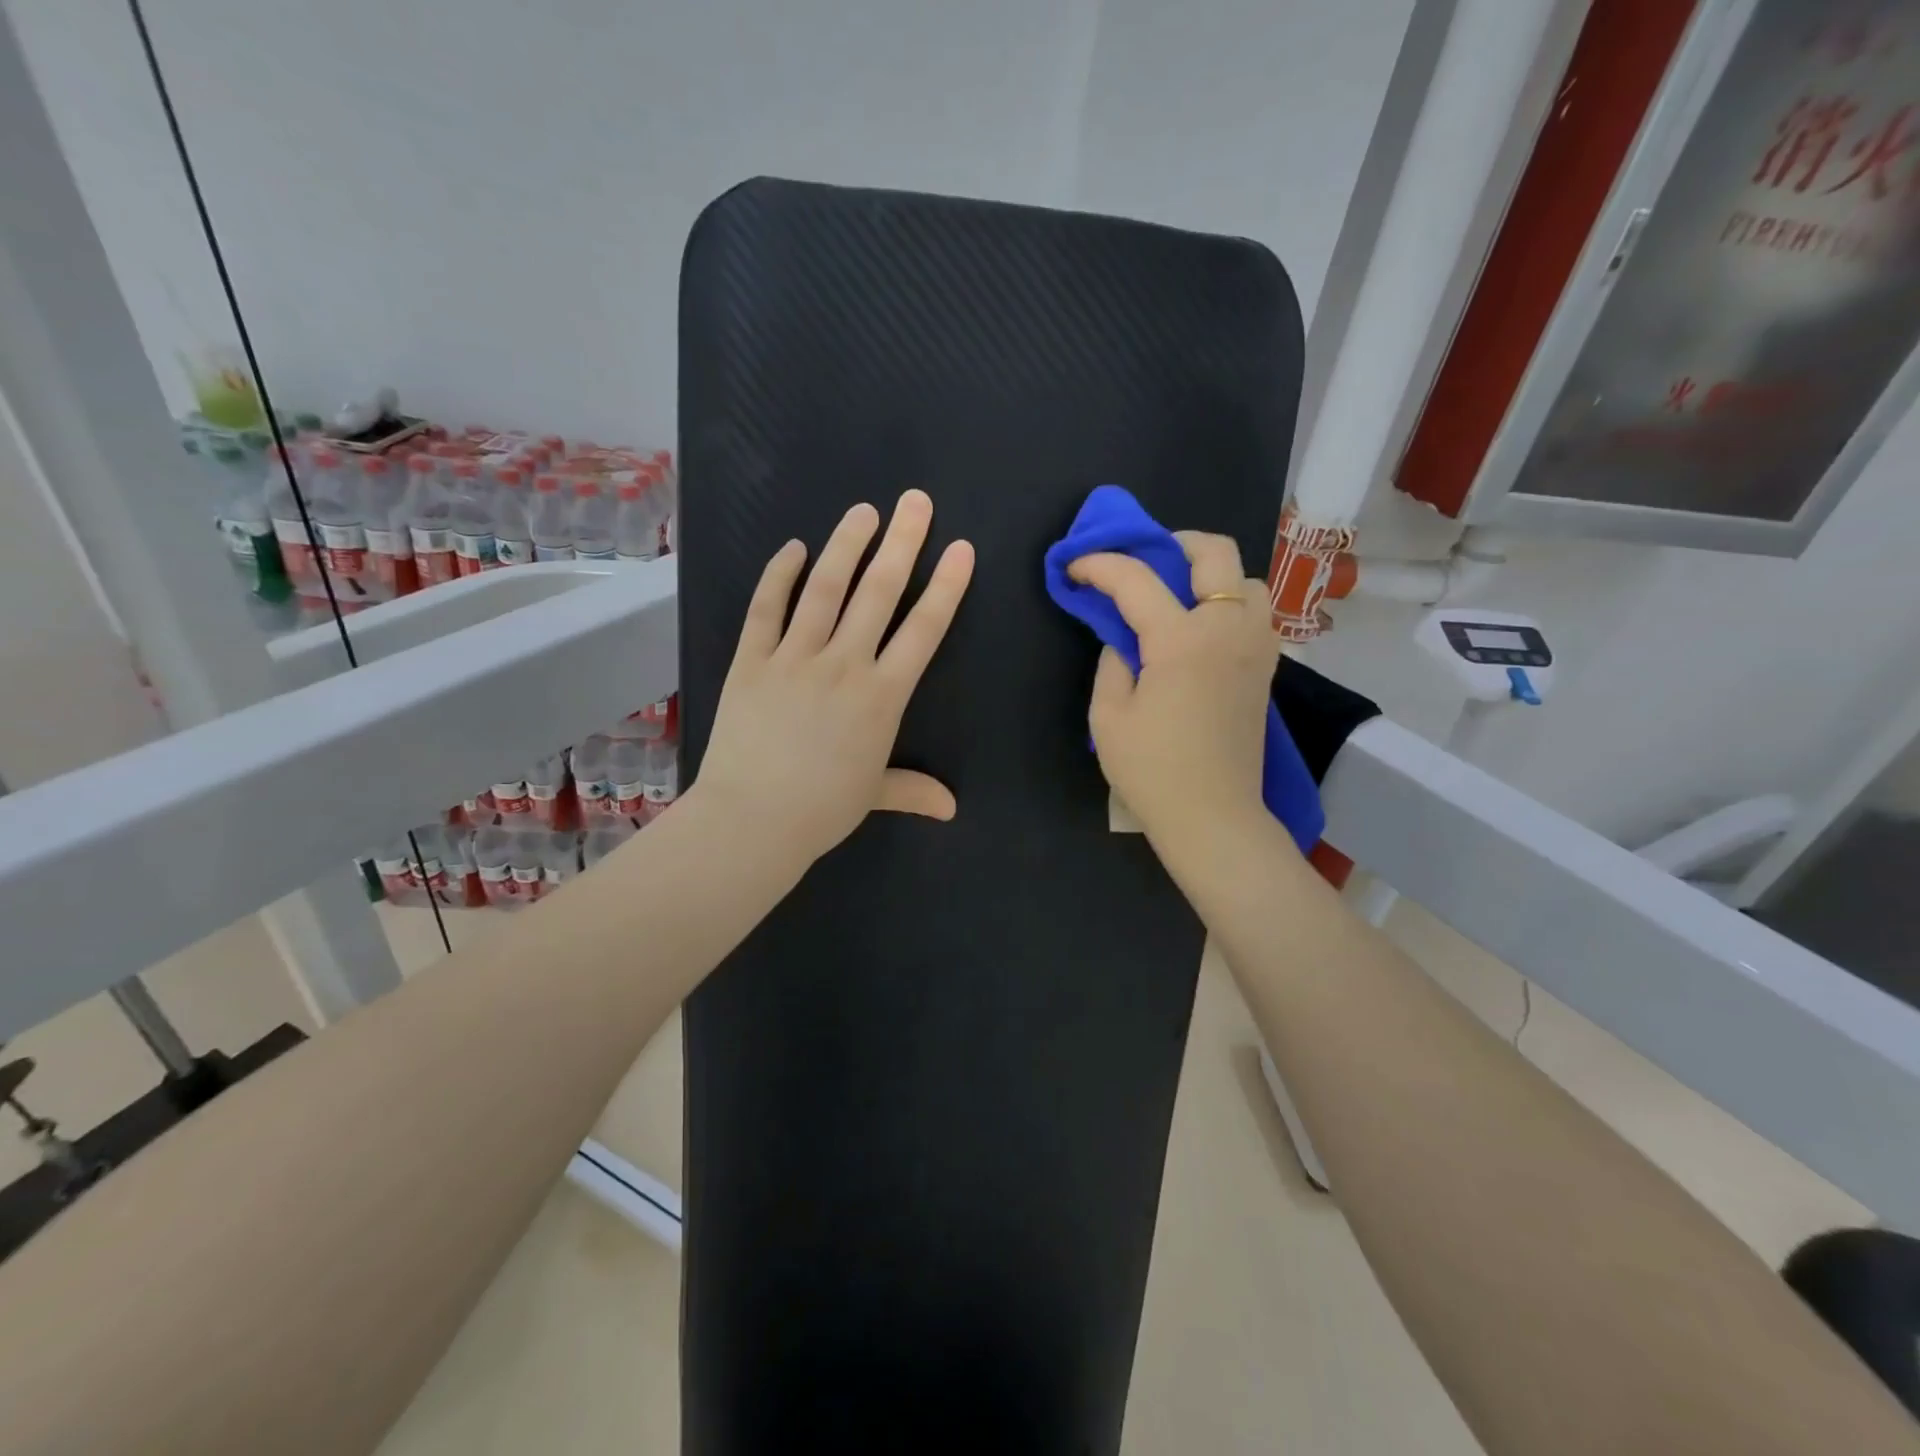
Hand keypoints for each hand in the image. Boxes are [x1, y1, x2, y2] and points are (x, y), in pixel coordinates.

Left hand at [693, 489, 974, 870]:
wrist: (751, 820)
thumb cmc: (820, 809)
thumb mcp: (874, 795)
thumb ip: (914, 791)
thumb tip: (951, 809)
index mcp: (882, 696)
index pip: (923, 630)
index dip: (945, 587)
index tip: (959, 549)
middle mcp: (844, 665)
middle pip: (878, 593)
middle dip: (902, 543)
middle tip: (915, 501)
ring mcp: (794, 658)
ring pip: (825, 589)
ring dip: (846, 545)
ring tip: (864, 511)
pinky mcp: (751, 660)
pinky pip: (766, 608)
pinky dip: (780, 575)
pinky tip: (795, 548)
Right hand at [1068, 531, 1279, 854]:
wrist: (1212, 816)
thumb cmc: (1152, 770)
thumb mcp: (1109, 716)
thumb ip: (1113, 662)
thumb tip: (1124, 639)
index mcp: (1182, 640)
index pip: (1136, 580)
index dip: (1099, 565)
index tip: (1074, 566)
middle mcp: (1227, 629)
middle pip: (1214, 553)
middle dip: (1173, 543)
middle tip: (1143, 562)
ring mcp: (1255, 647)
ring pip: (1247, 580)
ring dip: (1212, 575)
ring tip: (1180, 597)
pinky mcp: (1265, 669)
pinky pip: (1257, 613)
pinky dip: (1231, 604)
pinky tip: (1203, 630)